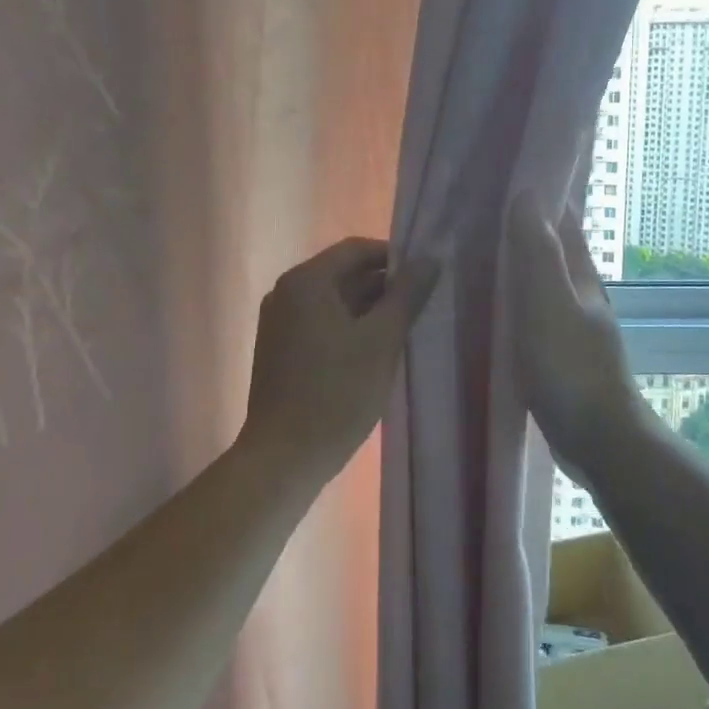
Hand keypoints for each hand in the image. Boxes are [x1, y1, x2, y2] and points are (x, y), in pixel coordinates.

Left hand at [241, 237, 440, 487]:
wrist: (283, 458)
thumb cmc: (336, 393)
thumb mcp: (381, 341)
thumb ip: (407, 295)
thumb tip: (430, 259)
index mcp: (306, 281)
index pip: (356, 250)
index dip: (393, 257)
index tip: (426, 276)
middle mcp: (285, 292)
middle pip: (342, 274)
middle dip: (383, 286)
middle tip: (422, 304)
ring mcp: (278, 322)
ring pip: (333, 302)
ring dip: (368, 309)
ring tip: (406, 328)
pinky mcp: (279, 350)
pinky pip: (320, 323)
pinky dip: (349, 328)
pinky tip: (375, 351)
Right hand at [506, 195, 639, 468]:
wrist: (599, 439)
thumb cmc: (569, 367)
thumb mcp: (547, 303)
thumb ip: (537, 252)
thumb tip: (528, 193)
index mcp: (579, 275)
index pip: (562, 220)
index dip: (540, 195)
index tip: (505, 176)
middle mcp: (580, 293)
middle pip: (553, 248)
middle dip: (525, 226)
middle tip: (479, 211)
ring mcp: (574, 325)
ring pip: (543, 281)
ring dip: (519, 263)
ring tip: (479, 252)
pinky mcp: (562, 353)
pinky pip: (535, 312)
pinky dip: (516, 299)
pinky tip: (494, 307)